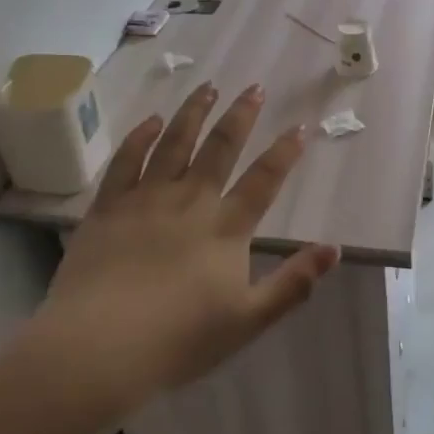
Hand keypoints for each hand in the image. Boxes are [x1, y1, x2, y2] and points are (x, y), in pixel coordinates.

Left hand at [38, 81, 338, 410]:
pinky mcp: (109, 206)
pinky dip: (141, 136)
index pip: (263, 180)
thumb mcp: (248, 320)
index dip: (285, 152)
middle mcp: (190, 201)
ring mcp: (146, 198)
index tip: (300, 126)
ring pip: (175, 142)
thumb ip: (293, 284)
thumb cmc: (179, 340)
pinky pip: (126, 160)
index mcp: (225, 229)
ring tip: (208, 86)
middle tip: (254, 87)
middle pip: (220, 148)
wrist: (99, 346)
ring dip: (194, 112)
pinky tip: (152, 120)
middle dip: (241, 115)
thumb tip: (334, 249)